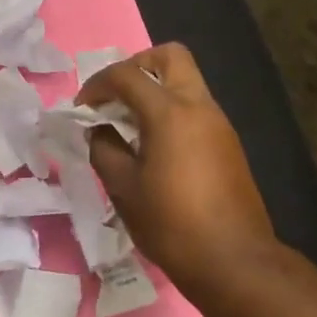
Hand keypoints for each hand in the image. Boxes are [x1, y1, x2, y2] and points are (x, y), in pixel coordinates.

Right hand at [78, 43, 279, 287]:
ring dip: (156, 89)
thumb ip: (104, 149)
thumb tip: (99, 131)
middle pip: (171, 56)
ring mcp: (219, 122)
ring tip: (131, 125)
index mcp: (170, 111)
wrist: (234, 260)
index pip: (127, 75)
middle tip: (116, 96)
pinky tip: (156, 146)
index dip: (98, 84)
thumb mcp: (123, 189)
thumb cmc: (171, 224)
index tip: (82, 107)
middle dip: (137, 65)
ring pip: (186, 81)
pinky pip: (196, 108)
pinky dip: (172, 111)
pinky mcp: (228, 143)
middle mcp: (198, 105)